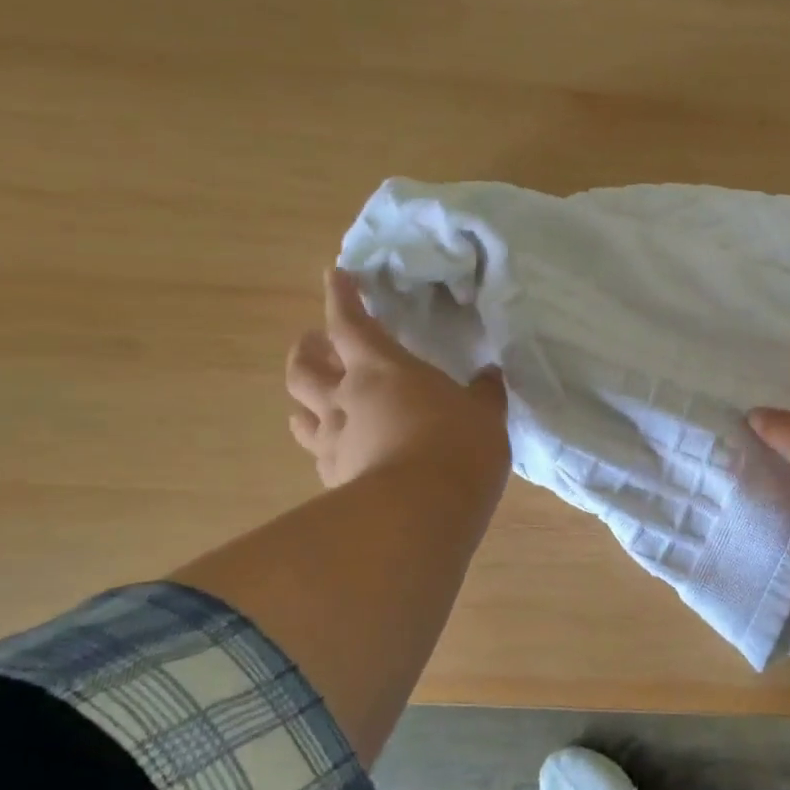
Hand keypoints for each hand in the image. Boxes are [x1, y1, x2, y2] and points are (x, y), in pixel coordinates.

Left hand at [286, 269, 509, 493]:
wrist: (418, 513)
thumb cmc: (456, 446)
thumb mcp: (484, 414)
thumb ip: (484, 393)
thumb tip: (488, 376)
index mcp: (382, 369)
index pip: (351, 323)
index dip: (342, 296)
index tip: (335, 275)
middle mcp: (346, 399)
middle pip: (306, 367)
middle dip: (309, 350)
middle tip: (317, 343)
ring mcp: (334, 442)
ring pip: (301, 412)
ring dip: (305, 398)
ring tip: (316, 397)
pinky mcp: (333, 480)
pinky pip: (318, 453)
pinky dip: (324, 444)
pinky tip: (337, 450)